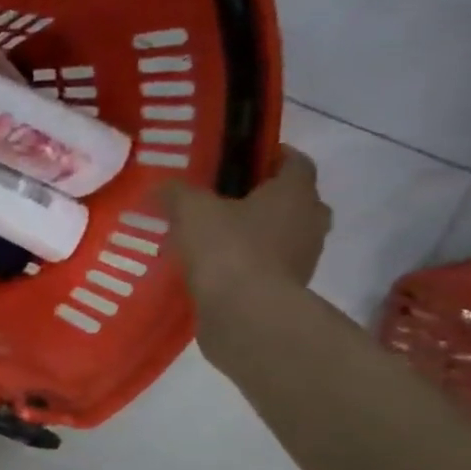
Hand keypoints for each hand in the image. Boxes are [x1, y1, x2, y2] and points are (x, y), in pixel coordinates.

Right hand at [164, 145, 331, 315]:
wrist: (246, 314)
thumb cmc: (227, 249)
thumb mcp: (191, 210)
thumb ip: (176, 193)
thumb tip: (161, 185)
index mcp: (294, 192)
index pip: (294, 161)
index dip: (270, 155)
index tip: (240, 158)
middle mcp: (309, 220)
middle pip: (293, 199)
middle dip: (264, 196)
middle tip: (226, 198)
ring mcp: (303, 257)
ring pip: (282, 233)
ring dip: (257, 232)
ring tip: (215, 234)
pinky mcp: (287, 288)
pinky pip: (268, 264)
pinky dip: (248, 261)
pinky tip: (215, 265)